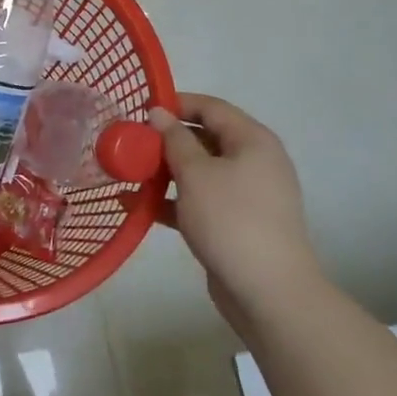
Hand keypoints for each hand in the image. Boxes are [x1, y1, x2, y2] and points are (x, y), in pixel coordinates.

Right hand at [150, 94, 321, 328]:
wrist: (269, 292)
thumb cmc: (231, 220)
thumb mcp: (196, 173)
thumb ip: (174, 139)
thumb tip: (159, 113)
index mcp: (252, 140)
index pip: (211, 107)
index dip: (176, 103)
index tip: (140, 110)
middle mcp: (253, 161)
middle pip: (204, 139)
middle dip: (166, 141)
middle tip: (130, 144)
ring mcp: (246, 195)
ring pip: (199, 172)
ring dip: (164, 172)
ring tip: (127, 174)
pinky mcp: (235, 223)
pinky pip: (199, 200)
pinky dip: (172, 200)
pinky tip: (137, 207)